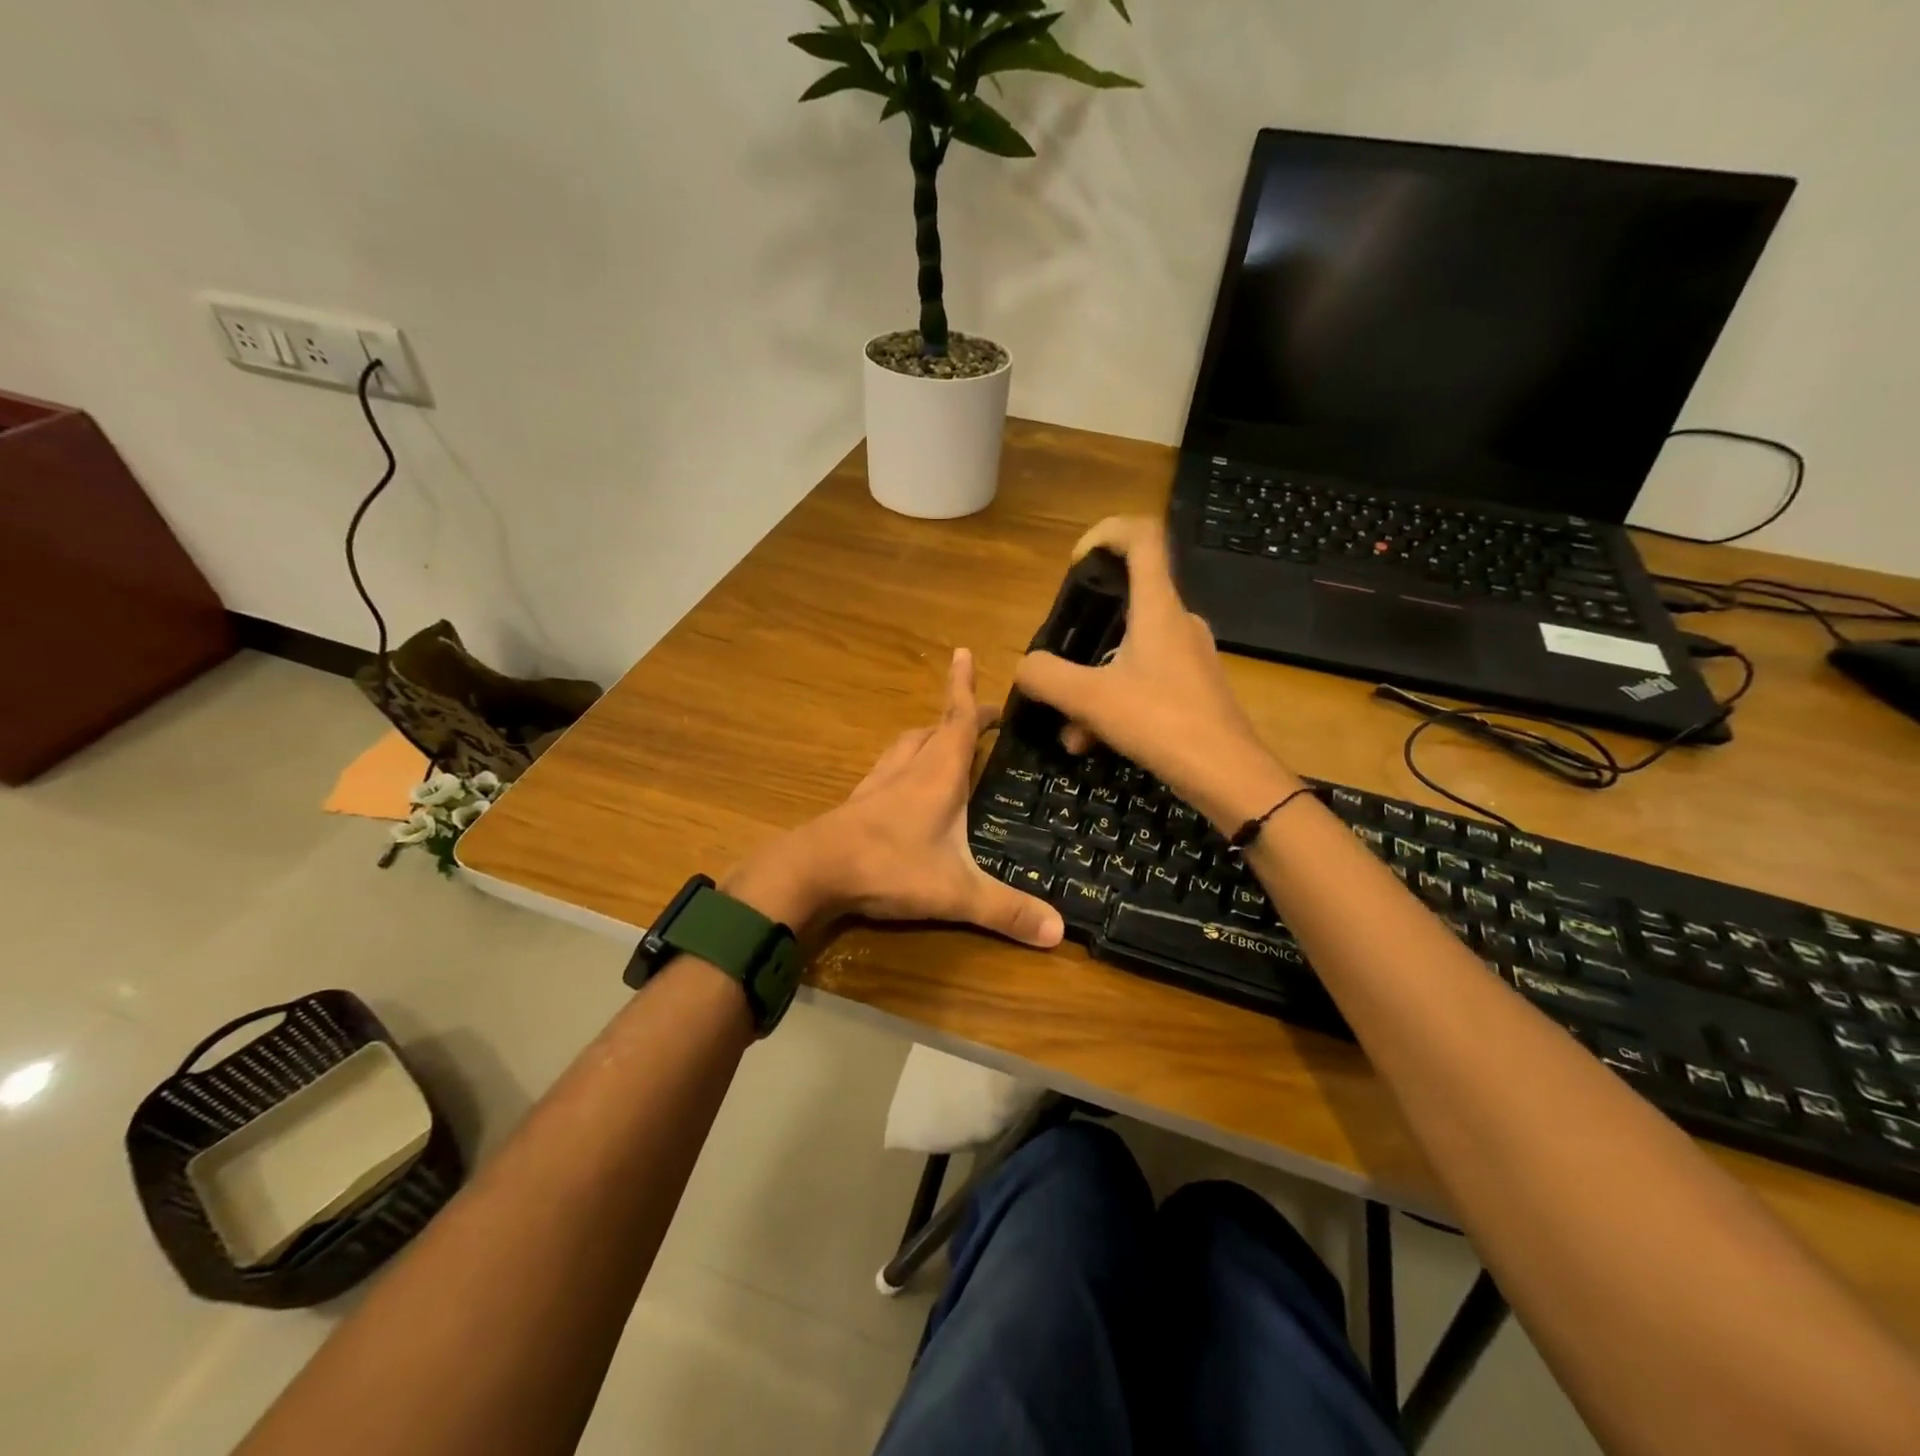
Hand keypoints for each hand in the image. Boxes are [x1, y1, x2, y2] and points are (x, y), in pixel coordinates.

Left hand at [724, 649, 1065, 948]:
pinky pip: (886, 771)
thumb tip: (1061, 932)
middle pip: (932, 730)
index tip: (962, 653)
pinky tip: (902, 787)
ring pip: (904, 747)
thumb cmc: (889, 867)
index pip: (957, 720)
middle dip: (955, 718)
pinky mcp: (857, 804)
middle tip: (978, 720)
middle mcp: (907, 769)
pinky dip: (902, 766)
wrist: (812, 872)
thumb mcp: (955, 892)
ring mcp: (877, 785)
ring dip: (925, 738)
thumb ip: (1006, 910)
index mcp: (937, 774)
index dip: (963, 688)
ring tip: (942, 743)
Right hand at [1014, 516, 1299, 827]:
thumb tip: (1025, 668)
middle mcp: (1178, 622)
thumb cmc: (1162, 723)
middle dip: (1083, 635)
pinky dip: (1114, 704)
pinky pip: (1144, 681)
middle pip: (1127, 602)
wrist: (1228, 776)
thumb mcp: (1091, 700)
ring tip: (1071, 730)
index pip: (1142, 537)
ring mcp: (1189, 656)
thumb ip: (1048, 677)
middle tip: (1059, 665)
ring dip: (1092, 685)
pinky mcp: (1194, 688)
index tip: (1075, 563)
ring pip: (1128, 652)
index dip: (1105, 533)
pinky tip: (1093, 744)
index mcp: (1159, 608)